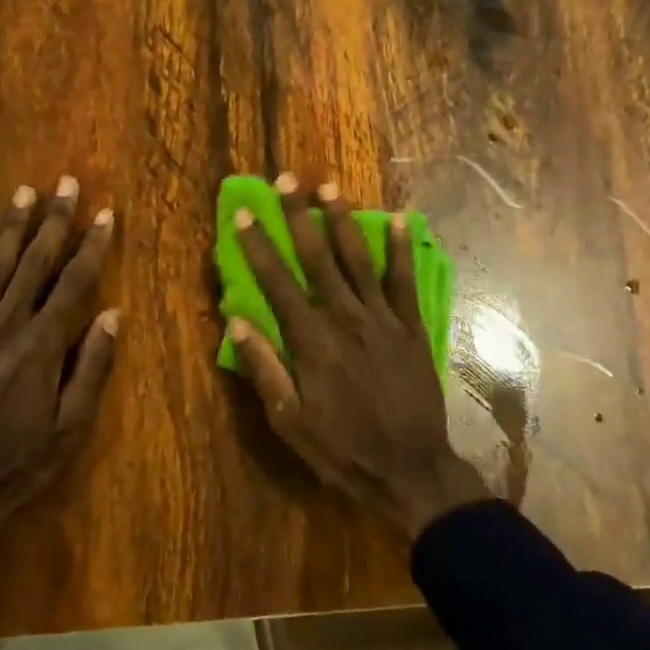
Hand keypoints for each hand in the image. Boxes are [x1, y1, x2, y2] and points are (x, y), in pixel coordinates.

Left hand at [0, 177, 118, 531]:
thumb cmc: (18, 461)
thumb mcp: (70, 427)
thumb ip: (91, 367)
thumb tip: (111, 314)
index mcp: (40, 347)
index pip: (73, 284)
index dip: (91, 247)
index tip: (105, 214)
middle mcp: (3, 326)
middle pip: (33, 264)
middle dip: (53, 221)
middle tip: (66, 183)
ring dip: (11, 227)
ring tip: (25, 193)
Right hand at [228, 174, 487, 538]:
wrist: (410, 469)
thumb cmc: (342, 449)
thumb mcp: (290, 421)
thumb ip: (265, 369)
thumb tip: (237, 323)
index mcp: (311, 341)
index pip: (277, 282)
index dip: (258, 246)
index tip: (244, 212)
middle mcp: (346, 319)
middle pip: (317, 258)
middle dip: (298, 217)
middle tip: (286, 180)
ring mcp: (383, 320)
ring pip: (359, 260)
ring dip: (343, 221)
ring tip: (330, 187)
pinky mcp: (412, 328)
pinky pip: (405, 282)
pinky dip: (402, 250)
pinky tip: (401, 220)